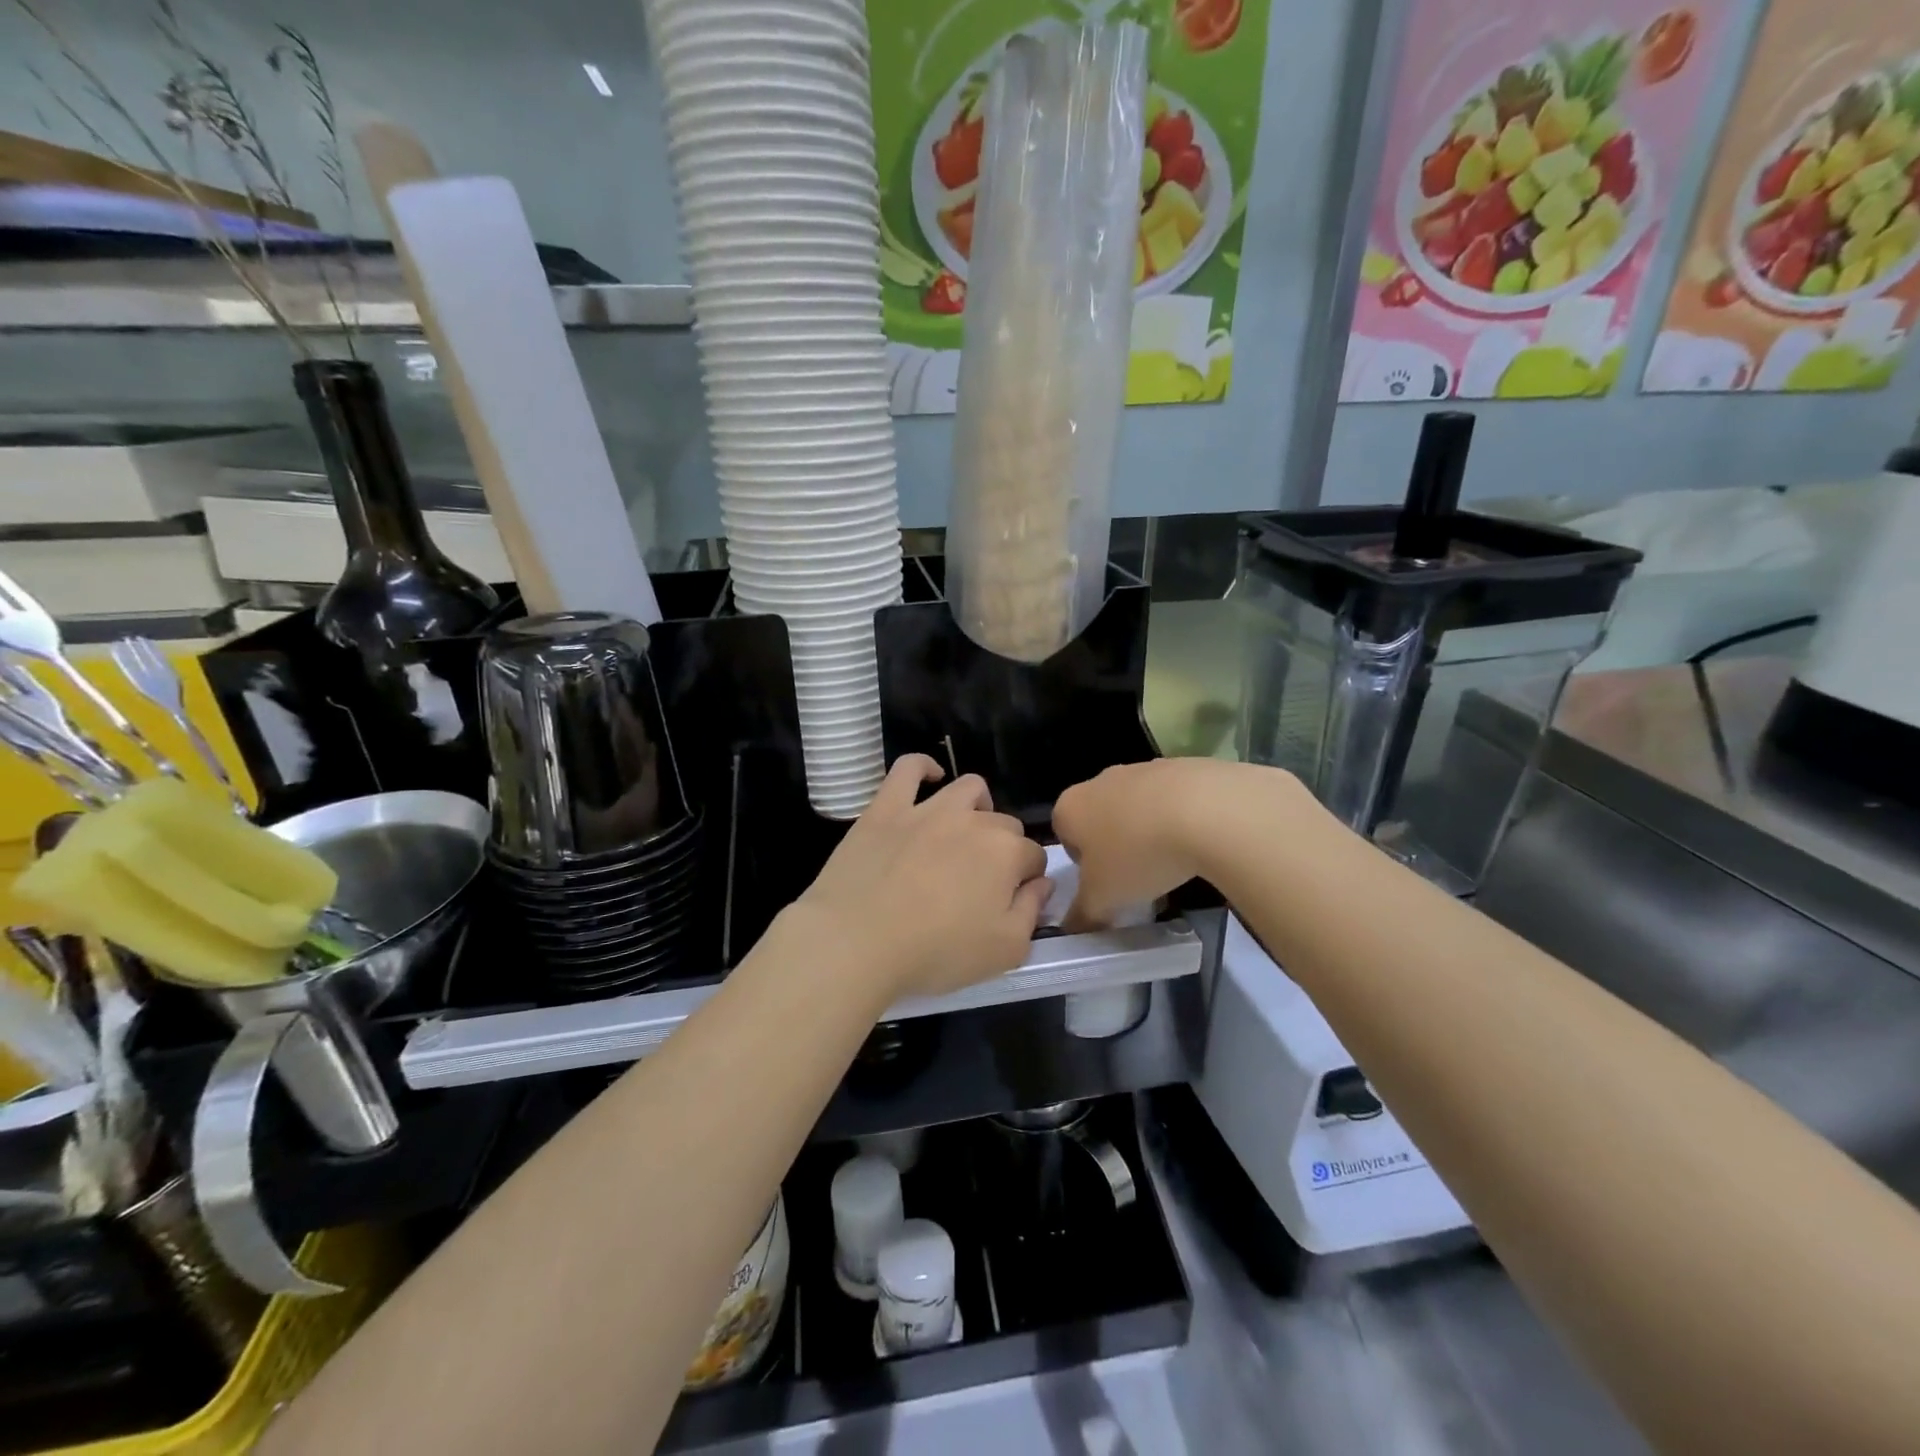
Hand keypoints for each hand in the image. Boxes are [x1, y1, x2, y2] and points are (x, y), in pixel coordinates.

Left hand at [791, 756, 1050, 1006]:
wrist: (856, 941)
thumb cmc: (935, 953)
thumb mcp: (1005, 952)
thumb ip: (1031, 913)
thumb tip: (1042, 883)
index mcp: (1006, 854)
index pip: (1033, 857)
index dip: (1027, 879)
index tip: (1011, 901)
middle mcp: (973, 821)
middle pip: (1004, 824)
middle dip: (1004, 848)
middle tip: (981, 882)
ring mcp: (927, 809)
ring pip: (968, 789)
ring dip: (977, 807)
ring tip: (965, 833)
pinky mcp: (887, 807)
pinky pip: (908, 769)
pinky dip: (924, 767)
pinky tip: (930, 777)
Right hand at [1053, 759, 1303, 927]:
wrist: (1206, 811)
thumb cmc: (1138, 855)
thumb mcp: (1104, 898)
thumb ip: (1083, 914)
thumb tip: (1072, 928)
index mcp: (1070, 807)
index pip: (1065, 838)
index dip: (1084, 866)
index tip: (1108, 884)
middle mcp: (1100, 781)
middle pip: (1101, 820)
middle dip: (1117, 847)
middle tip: (1138, 877)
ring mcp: (1141, 768)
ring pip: (1137, 808)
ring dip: (1148, 833)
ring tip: (1172, 862)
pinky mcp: (1180, 766)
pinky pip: (1172, 799)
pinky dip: (1179, 818)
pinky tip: (1197, 841)